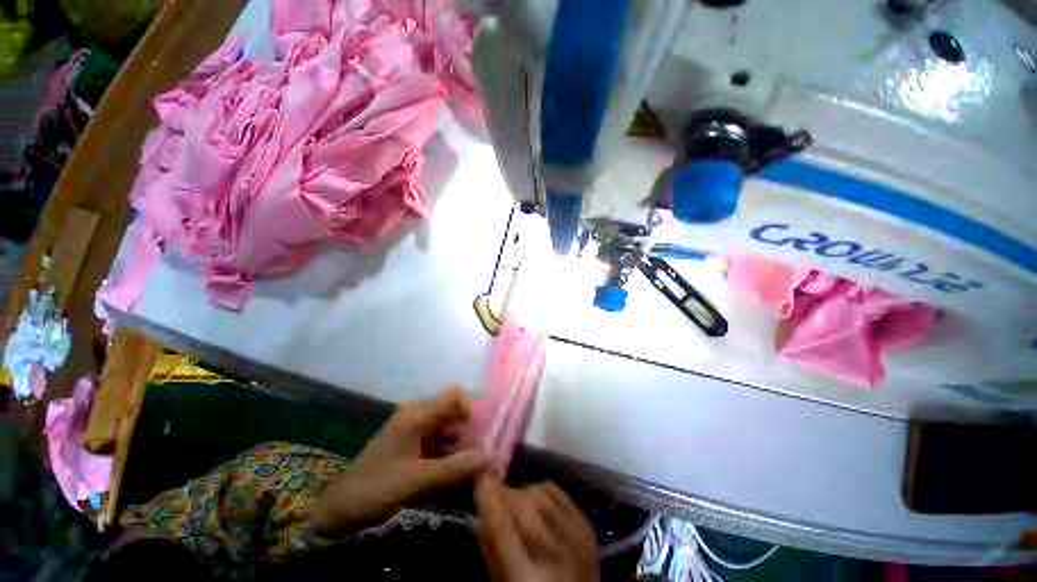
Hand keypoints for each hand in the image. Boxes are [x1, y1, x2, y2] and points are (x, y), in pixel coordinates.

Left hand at [310, 388, 486, 537]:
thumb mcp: (417, 480)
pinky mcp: (411, 440)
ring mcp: (412, 427)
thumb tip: (489, 456)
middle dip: (467, 429)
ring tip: (465, 465)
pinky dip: (448, 450)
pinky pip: (438, 437)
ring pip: (447, 424)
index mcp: (415, 414)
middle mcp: (416, 414)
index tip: (479, 433)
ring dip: (459, 442)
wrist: (341, 508)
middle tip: (476, 453)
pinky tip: (450, 469)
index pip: (453, 396)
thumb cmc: (376, 489)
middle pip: (452, 410)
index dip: (471, 408)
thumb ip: (455, 467)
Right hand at [474, 477, 599, 581]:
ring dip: (522, 493)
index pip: (504, 531)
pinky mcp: (586, 524)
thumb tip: (475, 516)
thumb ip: (490, 553)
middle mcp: (556, 554)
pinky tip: (535, 501)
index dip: (490, 501)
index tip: (480, 477)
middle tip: (493, 492)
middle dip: (505, 494)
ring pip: (540, 493)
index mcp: (530, 579)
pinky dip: (541, 489)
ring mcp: (576, 537)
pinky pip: (557, 491)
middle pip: (524, 507)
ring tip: (514, 504)